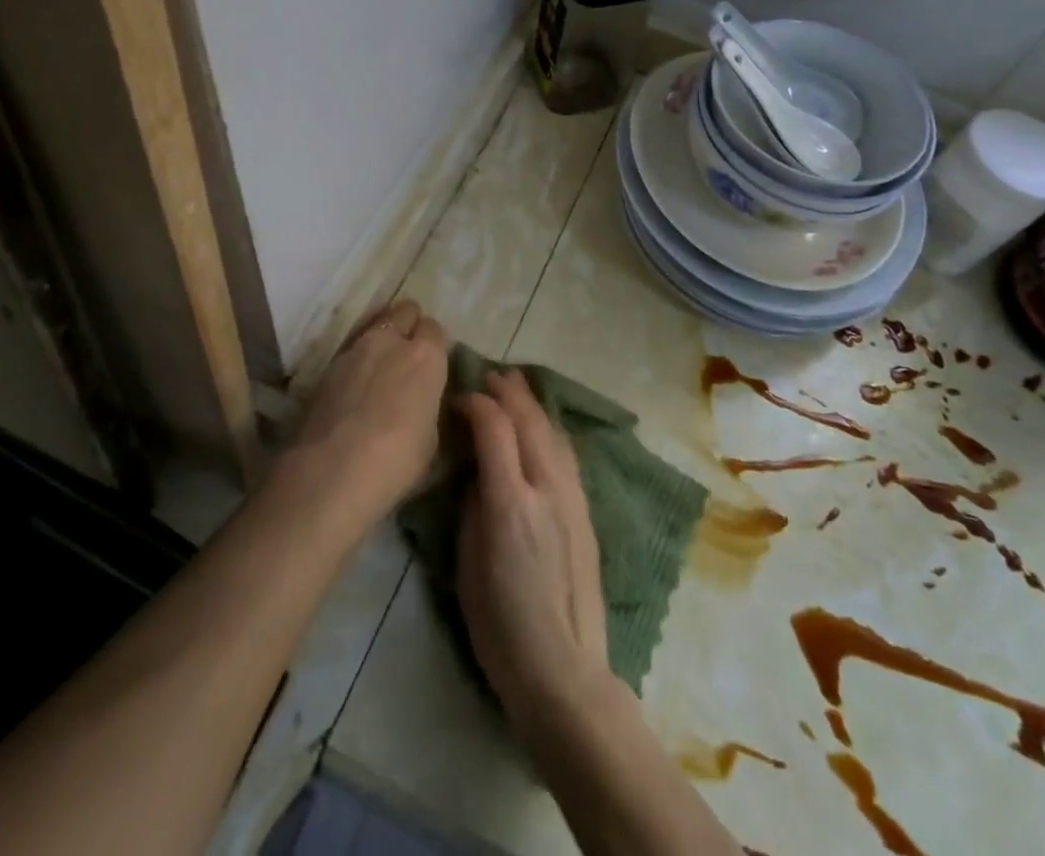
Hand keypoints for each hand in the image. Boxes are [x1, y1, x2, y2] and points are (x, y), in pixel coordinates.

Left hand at [284, 300, 448, 529]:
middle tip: (408, 354)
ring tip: (378, 370)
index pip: (435, 328)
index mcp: (426, 355)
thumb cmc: (397, 459)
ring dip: (380, 341)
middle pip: (404, 311)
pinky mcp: (326, 367)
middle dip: (408, 325)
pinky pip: (350, 352)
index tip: (433, 364)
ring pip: (373, 327)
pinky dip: (356, 362)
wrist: (332, 471)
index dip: (434, 344)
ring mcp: (354, 350)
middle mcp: (390, 341)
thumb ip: (427, 403)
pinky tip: (354, 388)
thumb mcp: (431, 435)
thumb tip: (420, 399)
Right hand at [456, 371, 610, 730]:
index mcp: (510, 502)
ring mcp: (572, 497)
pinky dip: (549, 428)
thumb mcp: (468, 565)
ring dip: (531, 403)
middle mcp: (546, 488)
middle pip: (529, 420)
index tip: (458, 400)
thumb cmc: (501, 627)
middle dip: (507, 391)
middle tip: (488, 376)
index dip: (475, 404)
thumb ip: (474, 507)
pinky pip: (566, 453)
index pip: (495, 428)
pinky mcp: (586, 510)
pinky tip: (542, 425)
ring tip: (515, 386)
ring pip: (552, 431)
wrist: (564, 670)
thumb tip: (479, 471)